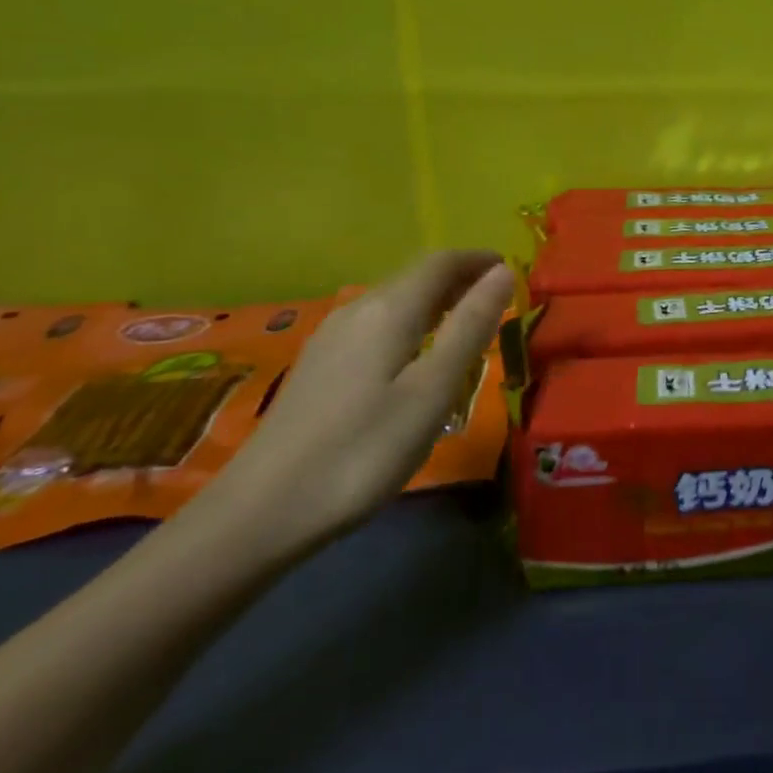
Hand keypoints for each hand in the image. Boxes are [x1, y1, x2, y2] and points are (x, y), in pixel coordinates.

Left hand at [193, 251, 513, 555]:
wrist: (260, 512)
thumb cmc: (362, 451)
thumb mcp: (432, 391)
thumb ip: (469, 328)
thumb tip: (504, 272)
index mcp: (389, 311)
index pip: (441, 263)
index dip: (478, 260)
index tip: (511, 270)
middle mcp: (358, 310)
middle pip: (416, 277)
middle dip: (460, 278)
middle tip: (498, 298)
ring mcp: (332, 337)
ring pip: (394, 300)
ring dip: (436, 301)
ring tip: (466, 324)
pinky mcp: (320, 365)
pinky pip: (377, 324)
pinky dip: (411, 322)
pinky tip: (416, 354)